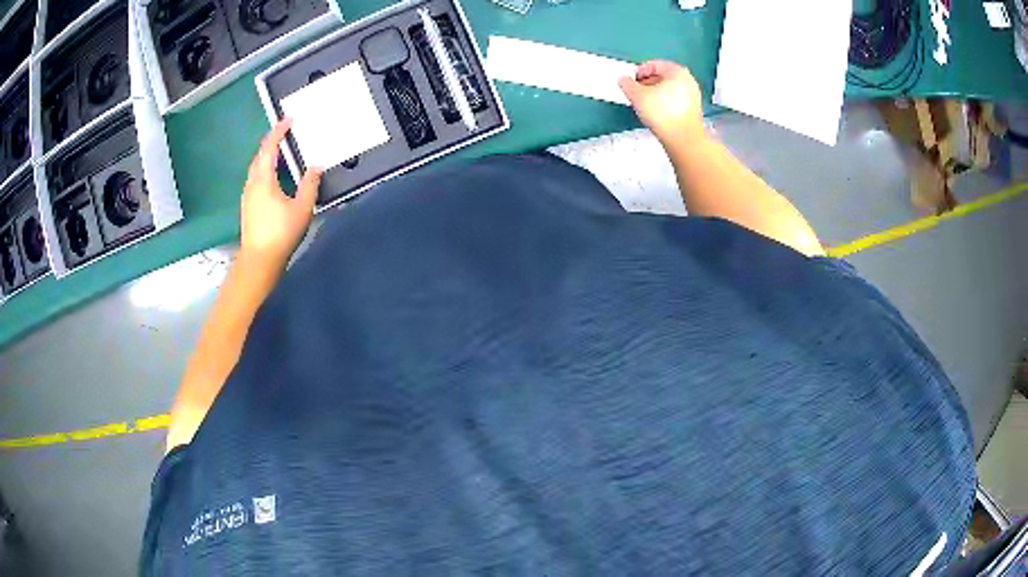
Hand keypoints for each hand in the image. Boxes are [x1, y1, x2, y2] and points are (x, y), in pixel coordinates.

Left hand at [240, 118, 322, 268]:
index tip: (288, 119)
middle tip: (284, 133)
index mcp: (263, 179)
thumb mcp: (302, 208)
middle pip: (259, 156)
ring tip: (279, 152)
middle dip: (271, 142)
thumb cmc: (280, 233)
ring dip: (266, 157)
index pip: (269, 148)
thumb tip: (316, 166)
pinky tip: (273, 177)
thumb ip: (310, 184)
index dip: (278, 131)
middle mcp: (252, 184)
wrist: (259, 261)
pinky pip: (255, 179)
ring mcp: (247, 196)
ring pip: (255, 168)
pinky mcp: (248, 206)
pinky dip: (264, 170)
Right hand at [619, 60, 704, 146]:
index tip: (631, 79)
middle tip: (636, 91)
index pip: (654, 64)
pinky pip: (674, 102)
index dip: (639, 71)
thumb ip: (627, 84)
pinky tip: (655, 114)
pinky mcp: (692, 111)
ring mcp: (692, 96)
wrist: (683, 139)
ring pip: (668, 90)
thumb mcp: (637, 95)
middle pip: (663, 77)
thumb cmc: (665, 115)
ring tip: (644, 104)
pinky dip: (664, 104)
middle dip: (647, 83)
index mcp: (677, 71)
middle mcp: (688, 81)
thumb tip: (624, 81)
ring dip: (655, 94)